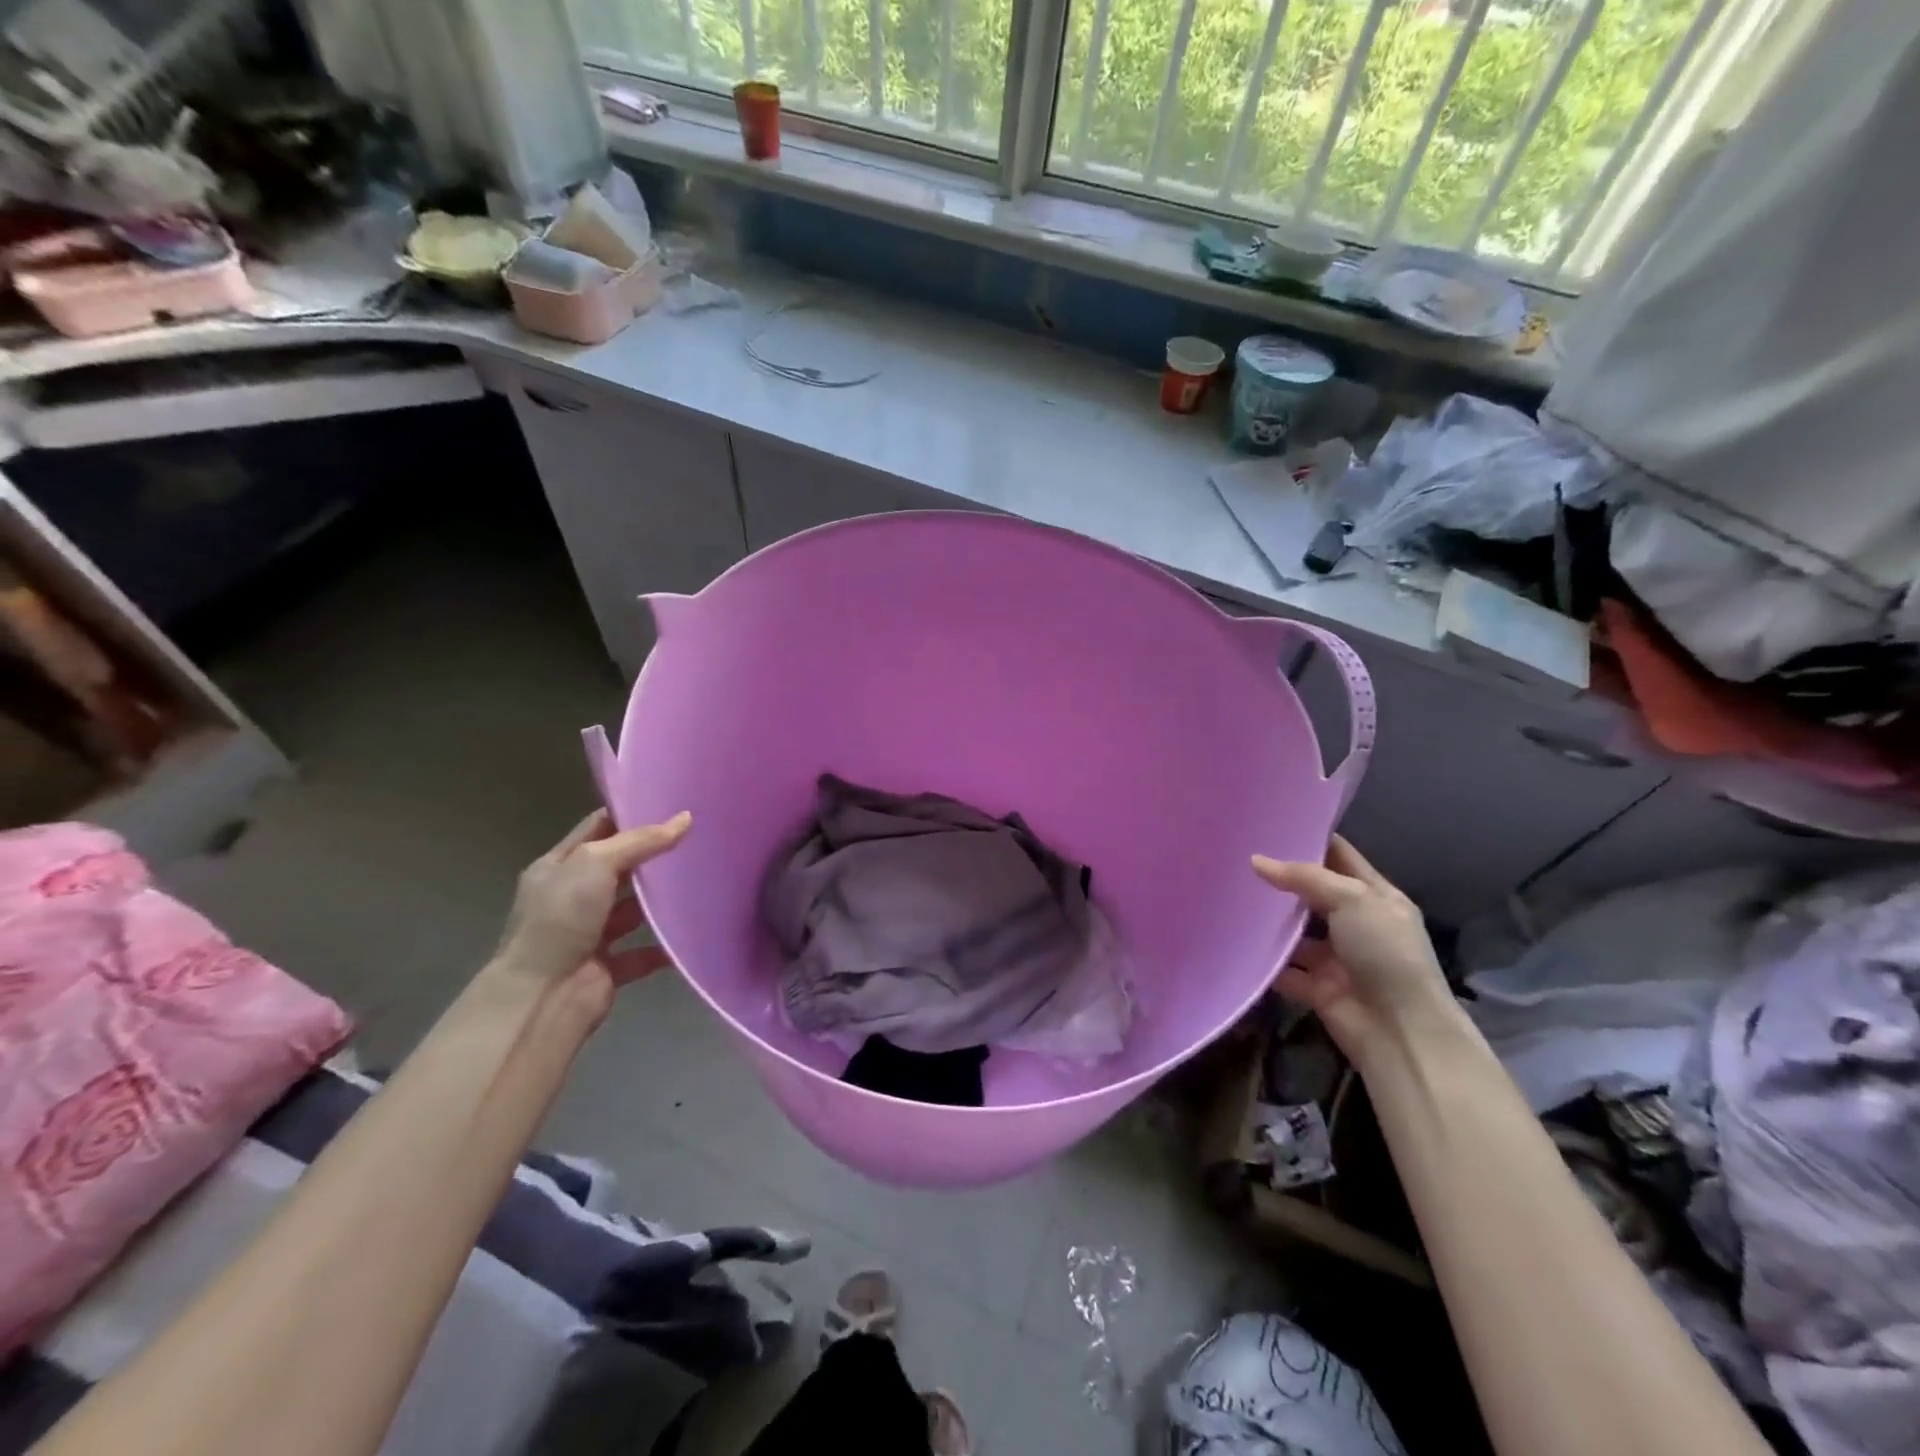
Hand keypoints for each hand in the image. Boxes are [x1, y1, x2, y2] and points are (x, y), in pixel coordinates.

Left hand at [490, 809, 690, 1008]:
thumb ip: (641, 841)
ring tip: (703, 880)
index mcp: (558, 867)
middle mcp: (572, 898)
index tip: (671, 803)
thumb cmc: (561, 917)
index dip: (630, 814)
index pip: (597, 829)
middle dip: (653, 856)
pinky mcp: (608, 967)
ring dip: (661, 901)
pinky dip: (665, 946)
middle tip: (697, 837)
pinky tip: (693, 930)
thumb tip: (686, 818)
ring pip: (633, 910)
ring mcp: (590, 933)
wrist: (543, 996)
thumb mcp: (596, 863)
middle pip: (619, 868)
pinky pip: (644, 952)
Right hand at [1252, 835, 1456, 1062]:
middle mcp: (1357, 924)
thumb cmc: (1385, 953)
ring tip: (1228, 895)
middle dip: (1281, 878)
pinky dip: (1265, 961)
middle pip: (1313, 893)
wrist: (1400, 1031)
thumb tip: (1256, 860)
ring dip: (1269, 921)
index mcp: (1376, 897)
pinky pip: (1284, 969)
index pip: (1340, 857)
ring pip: (1295, 932)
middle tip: (1238, 856)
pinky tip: (1234, 940)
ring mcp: (1336, 957)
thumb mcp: (1352, 900)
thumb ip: (1304, 877)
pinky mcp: (1317, 987)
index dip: (1311, 839)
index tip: (1272, 823)